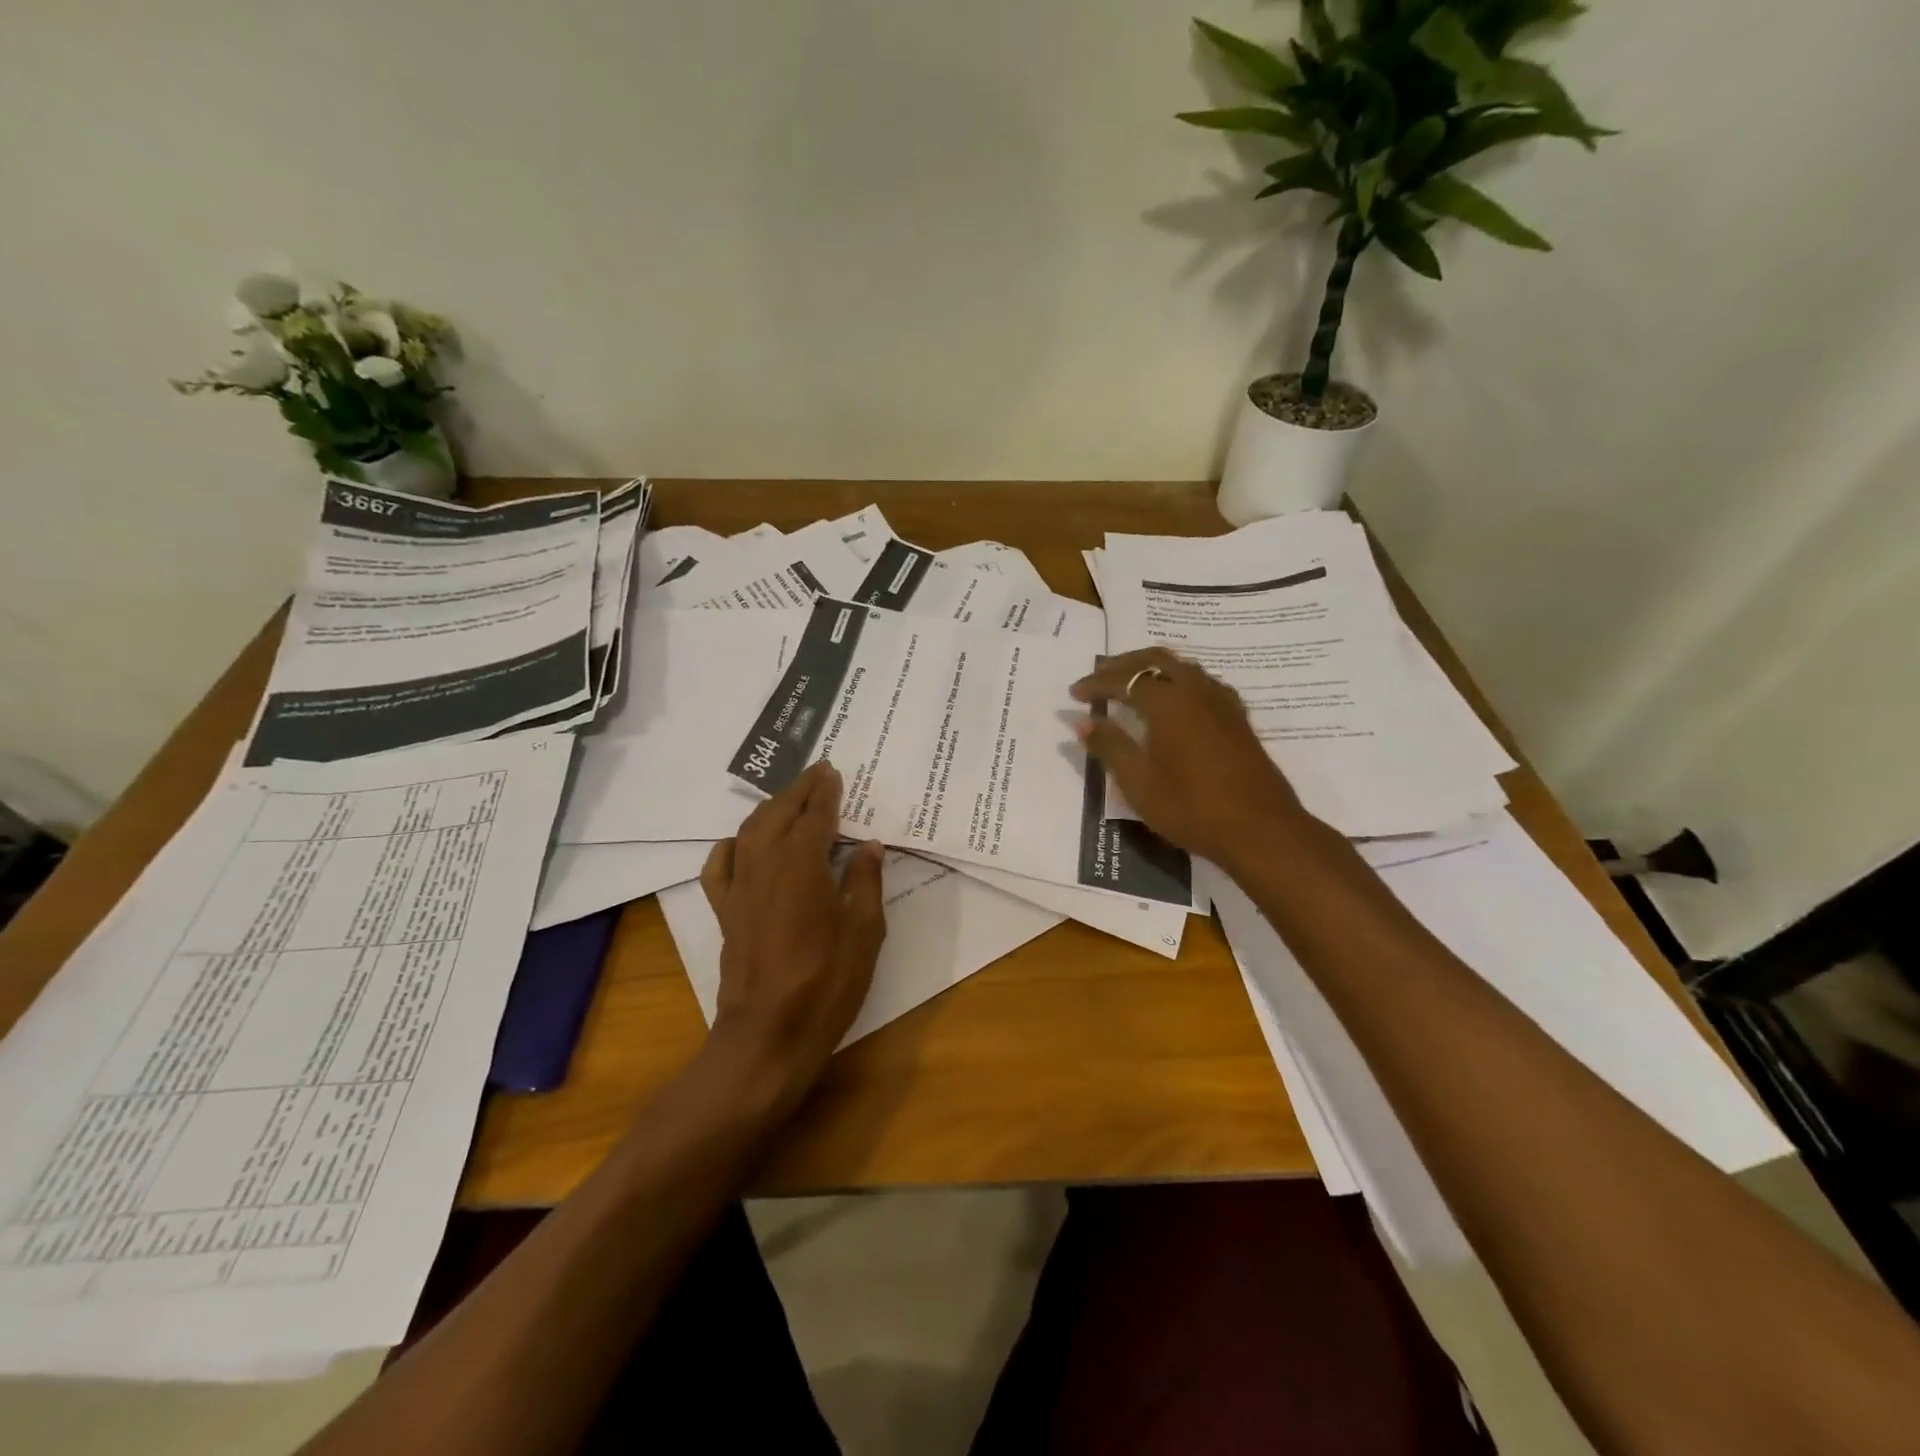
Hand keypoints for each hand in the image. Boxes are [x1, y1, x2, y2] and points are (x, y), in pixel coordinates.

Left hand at [701, 761, 886, 1094]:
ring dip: (770, 808)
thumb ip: (865, 883)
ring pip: (749, 832)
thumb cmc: (827, 984)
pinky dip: (730, 846)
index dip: (826, 793)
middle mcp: (765, 867)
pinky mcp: (725, 912)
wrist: (769, 1035)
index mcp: (803, 867)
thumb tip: (869, 846)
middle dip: (798, 789)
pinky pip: (720, 867)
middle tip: (817, 772)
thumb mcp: (864, 933)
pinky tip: (741, 842)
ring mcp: (739, 889)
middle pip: (779, 814)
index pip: (815, 817)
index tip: (834, 772)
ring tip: (788, 798)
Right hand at [1071, 648, 1312, 873]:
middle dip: (1123, 664)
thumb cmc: (1191, 808)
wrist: (1260, 829)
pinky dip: (1178, 680)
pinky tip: (1174, 700)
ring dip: (1152, 668)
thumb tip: (1082, 722)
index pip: (1124, 680)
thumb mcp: (1138, 782)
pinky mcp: (1237, 718)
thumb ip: (1110, 746)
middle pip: (1155, 659)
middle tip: (1099, 674)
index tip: (1073, 694)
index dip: (1096, 684)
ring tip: (1131, 682)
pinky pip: (1202, 682)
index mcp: (1168, 701)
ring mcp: (1222, 702)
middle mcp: (1196, 690)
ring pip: (1182, 667)